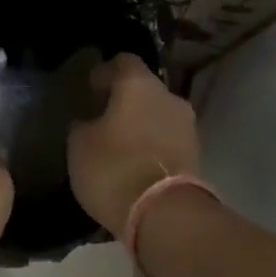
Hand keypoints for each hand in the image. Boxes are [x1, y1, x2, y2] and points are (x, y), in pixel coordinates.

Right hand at [67, 54, 199, 240]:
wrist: (164, 215)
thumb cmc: (114, 169)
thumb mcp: (79, 145)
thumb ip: (82, 125)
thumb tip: (87, 120)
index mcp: (138, 84)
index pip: (122, 61)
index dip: (104, 72)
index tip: (90, 89)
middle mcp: (168, 96)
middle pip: (144, 88)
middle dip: (124, 100)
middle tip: (102, 118)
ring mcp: (187, 125)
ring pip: (158, 114)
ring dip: (140, 124)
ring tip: (118, 144)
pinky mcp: (196, 154)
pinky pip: (167, 139)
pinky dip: (152, 145)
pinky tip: (135, 162)